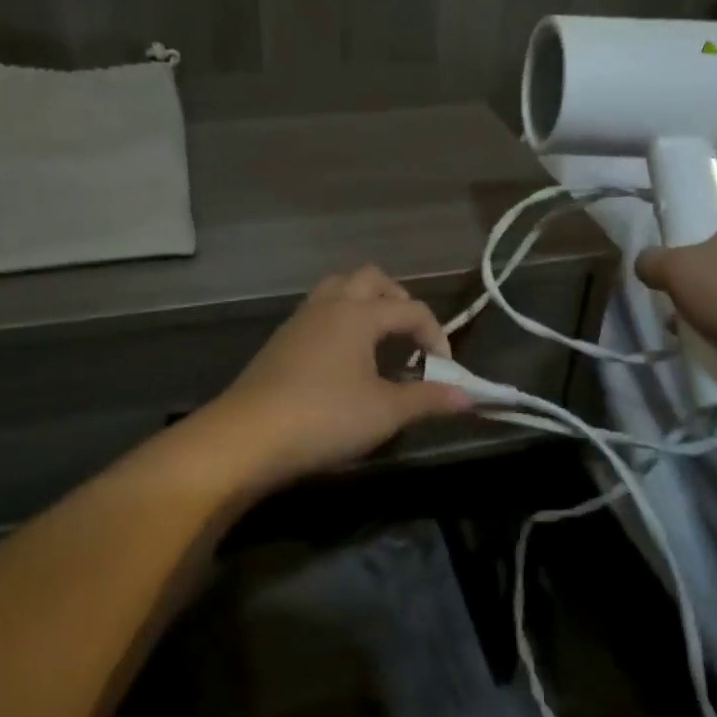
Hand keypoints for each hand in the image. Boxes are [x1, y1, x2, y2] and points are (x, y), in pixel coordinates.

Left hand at [204, 265, 472, 490]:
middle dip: (398, 300)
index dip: (436, 336)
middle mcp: (330, 305)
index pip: (411, 310)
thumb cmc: (325, 417)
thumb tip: (469, 398)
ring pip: (339, 290)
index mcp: (359, 313)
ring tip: (379, 341)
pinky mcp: (281, 341)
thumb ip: (429, 400)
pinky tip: (344, 359)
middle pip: (371, 279)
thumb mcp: (385, 412)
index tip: (444, 371)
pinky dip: (341, 321)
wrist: (247, 437)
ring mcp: (300, 320)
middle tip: (411, 336)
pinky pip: (319, 312)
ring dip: (365, 304)